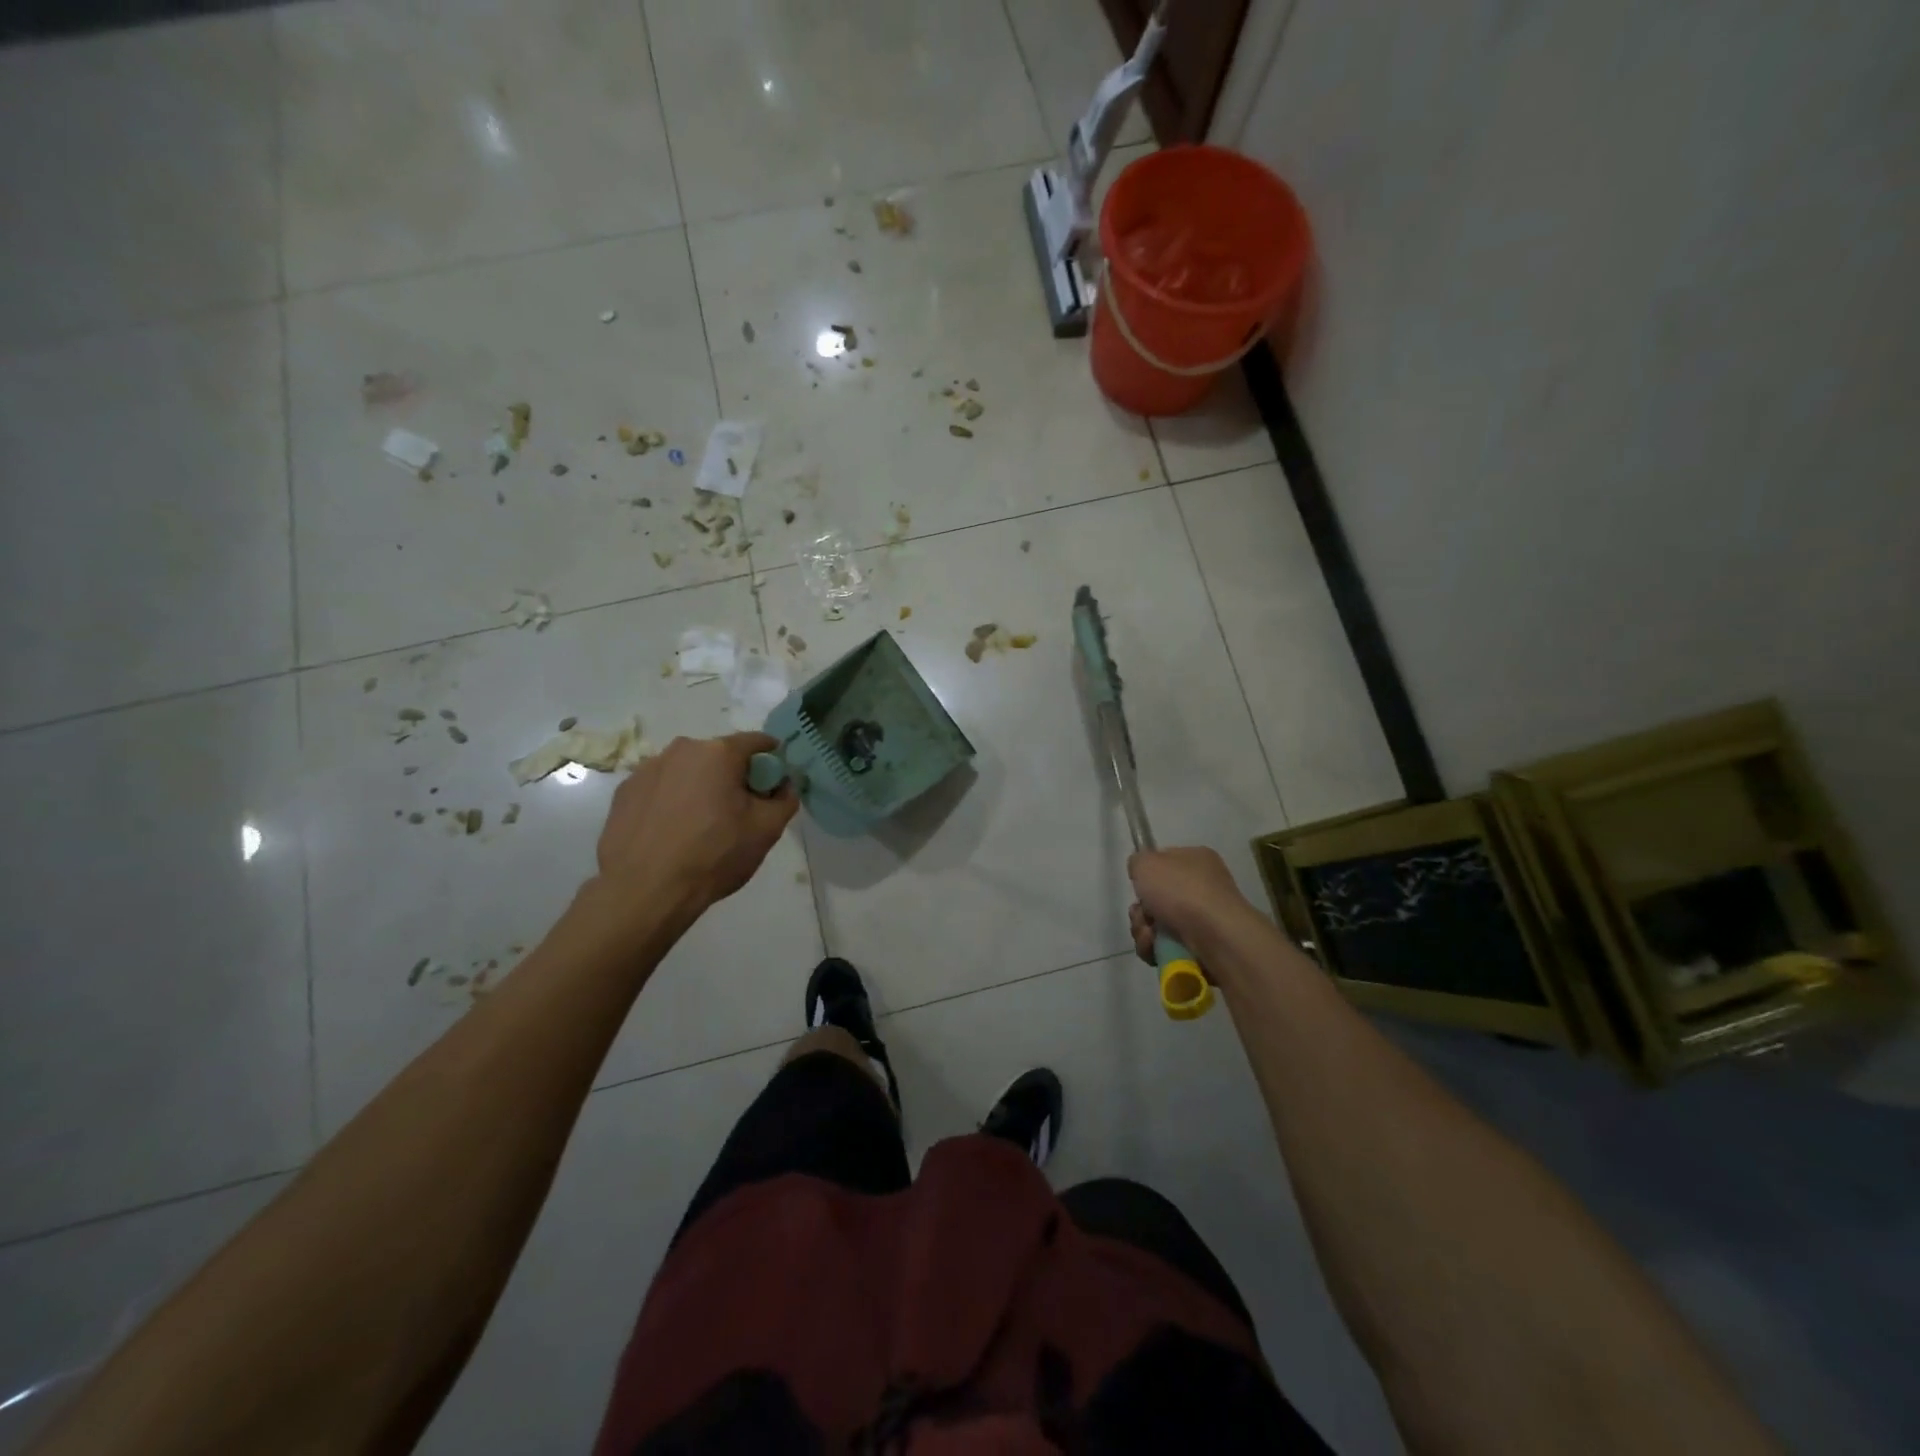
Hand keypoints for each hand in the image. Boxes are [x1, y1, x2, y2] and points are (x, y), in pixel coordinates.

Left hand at [597, 734, 797, 911]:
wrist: (645, 891)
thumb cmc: (714, 855)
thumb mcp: (767, 830)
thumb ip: (785, 799)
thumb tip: (784, 785)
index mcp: (719, 753)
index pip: (756, 742)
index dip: (771, 759)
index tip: (774, 782)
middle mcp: (681, 750)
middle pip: (719, 756)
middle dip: (732, 776)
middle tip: (738, 810)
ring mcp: (647, 769)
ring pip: (687, 771)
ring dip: (699, 787)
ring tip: (700, 825)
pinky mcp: (624, 791)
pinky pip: (660, 788)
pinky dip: (670, 801)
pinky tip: (671, 832)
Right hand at [1127, 846, 1248, 965]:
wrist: (1216, 936)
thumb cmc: (1182, 891)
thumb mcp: (1147, 863)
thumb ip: (1138, 862)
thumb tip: (1141, 873)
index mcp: (1196, 860)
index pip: (1164, 863)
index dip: (1146, 876)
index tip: (1138, 886)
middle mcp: (1203, 887)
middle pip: (1157, 899)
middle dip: (1141, 911)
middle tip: (1141, 915)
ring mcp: (1204, 919)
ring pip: (1158, 925)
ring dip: (1144, 931)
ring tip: (1149, 936)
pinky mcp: (1202, 947)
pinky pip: (1166, 947)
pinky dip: (1155, 949)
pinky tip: (1155, 949)